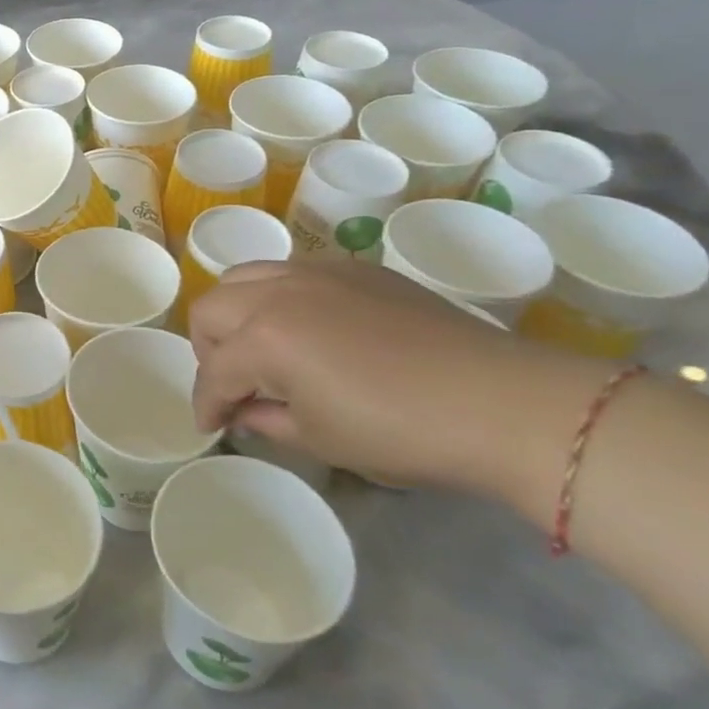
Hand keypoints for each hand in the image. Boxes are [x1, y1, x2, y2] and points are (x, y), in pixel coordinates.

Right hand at [188, 259, 607, 504]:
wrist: (501, 402)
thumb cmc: (401, 431)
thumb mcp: (320, 439)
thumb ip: (266, 420)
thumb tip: (246, 411)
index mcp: (263, 338)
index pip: (213, 373)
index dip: (207, 405)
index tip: (212, 426)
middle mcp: (277, 293)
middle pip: (210, 309)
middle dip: (207, 349)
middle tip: (232, 382)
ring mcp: (316, 272)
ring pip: (245, 276)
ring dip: (236, 312)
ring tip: (260, 344)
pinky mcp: (355, 268)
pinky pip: (292, 271)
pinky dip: (278, 296)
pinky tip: (309, 327)